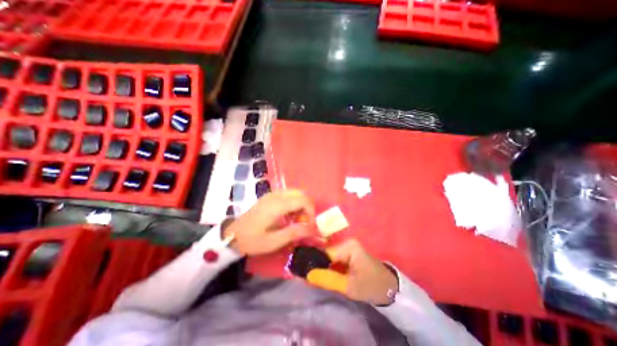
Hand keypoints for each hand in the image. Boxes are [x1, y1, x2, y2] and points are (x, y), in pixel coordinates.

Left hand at [225, 191, 314, 254]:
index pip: (303, 200)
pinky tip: (289, 215)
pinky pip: (288, 195)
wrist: (232, 236)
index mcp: (278, 205)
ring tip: (297, 220)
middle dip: (307, 207)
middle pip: (301, 193)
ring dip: (301, 205)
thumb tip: (313, 228)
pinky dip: (294, 203)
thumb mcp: (274, 241)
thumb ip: (295, 233)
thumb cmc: (253, 240)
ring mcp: (272, 194)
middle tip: (305, 222)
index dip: (311, 211)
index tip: (310, 225)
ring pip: (295, 193)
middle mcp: (276, 195)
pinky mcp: (269, 197)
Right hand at [306, 239, 396, 304]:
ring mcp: (347, 247)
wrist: (390, 289)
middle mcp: (346, 243)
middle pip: (325, 253)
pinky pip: (333, 259)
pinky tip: (322, 274)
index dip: (313, 262)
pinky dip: (328, 267)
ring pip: (328, 257)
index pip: (325, 253)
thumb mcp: (349, 286)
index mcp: (348, 246)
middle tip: (306, 276)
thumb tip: (307, 274)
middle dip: (317, 264)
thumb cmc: (371, 286)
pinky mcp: (348, 253)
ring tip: (312, 276)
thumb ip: (328, 280)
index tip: (302, 272)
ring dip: (322, 266)